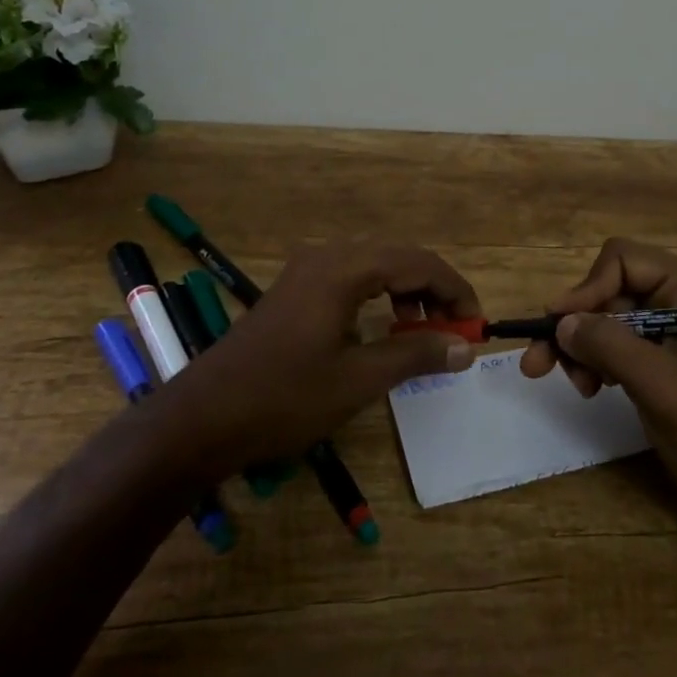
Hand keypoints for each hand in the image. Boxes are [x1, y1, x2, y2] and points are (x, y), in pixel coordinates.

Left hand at [165, 242, 480, 472]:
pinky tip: (382, 330)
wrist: (200, 420)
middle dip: (434, 291)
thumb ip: (416, 355)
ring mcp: (306, 271)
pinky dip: (378, 298)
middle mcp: (327, 257)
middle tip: (456, 329)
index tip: (476, 324)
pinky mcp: (294, 291)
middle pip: (398, 258)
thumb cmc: (283, 398)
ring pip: (375, 267)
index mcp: (344, 269)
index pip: (419, 263)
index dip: (455, 290)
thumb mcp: (358, 380)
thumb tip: (466, 346)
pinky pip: (351, 279)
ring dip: (407, 293)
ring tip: (422, 334)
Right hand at [521, 238, 676, 514]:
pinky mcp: (659, 351)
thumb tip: (560, 322)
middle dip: (576, 324)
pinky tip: (592, 388)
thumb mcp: (661, 387)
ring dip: (581, 347)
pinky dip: (594, 360)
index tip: (556, 328)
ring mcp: (668, 322)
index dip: (585, 289)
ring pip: (604, 315)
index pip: (621, 260)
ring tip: (578, 386)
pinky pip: (613, 340)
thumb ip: (611, 347)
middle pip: (607, 288)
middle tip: (537, 363)